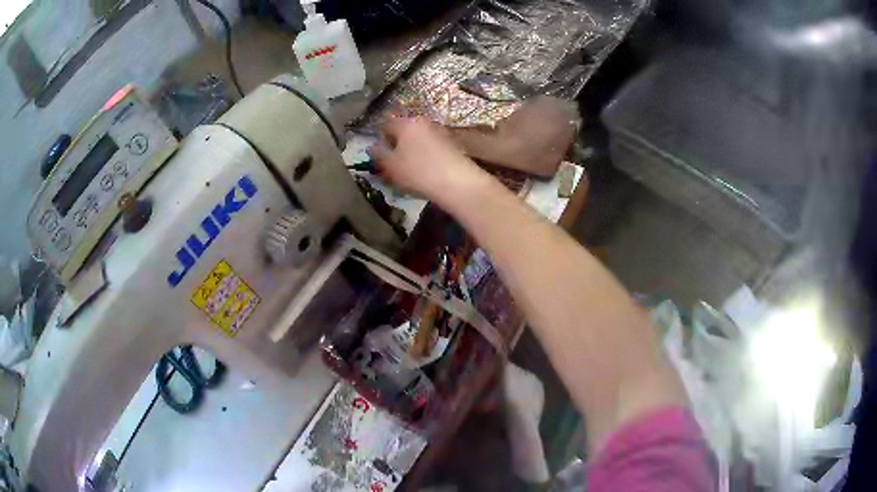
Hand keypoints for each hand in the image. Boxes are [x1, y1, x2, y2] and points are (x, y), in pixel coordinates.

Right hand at [370, 118, 484, 204]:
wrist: (457, 183)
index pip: (386, 123)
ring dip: (413, 148)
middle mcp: (423, 122)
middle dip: (398, 142)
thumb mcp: (391, 166)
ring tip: (410, 168)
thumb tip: (373, 146)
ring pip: (419, 137)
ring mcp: (439, 131)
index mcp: (405, 123)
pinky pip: (432, 145)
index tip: (380, 153)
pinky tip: (427, 169)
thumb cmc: (418, 172)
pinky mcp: (452, 143)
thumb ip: (379, 154)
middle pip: (404, 128)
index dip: (380, 137)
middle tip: (394, 162)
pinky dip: (426, 154)